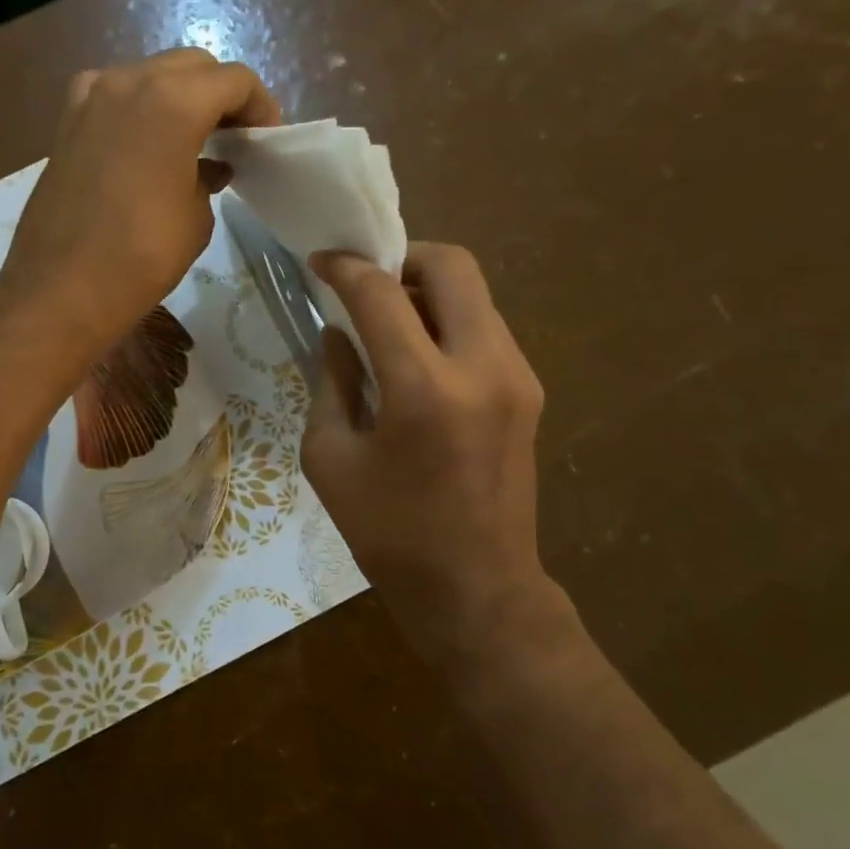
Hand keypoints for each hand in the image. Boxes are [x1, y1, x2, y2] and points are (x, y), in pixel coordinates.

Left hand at [0, 48, 281, 354]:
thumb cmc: (143, 256)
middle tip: (234, 136)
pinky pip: (114, 96)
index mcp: (173, 100)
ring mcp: (91, 96)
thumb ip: (208, 177)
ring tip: (193, 140)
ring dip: (179, 97)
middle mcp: (129, 81)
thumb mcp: (196, 217)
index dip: (259, 105)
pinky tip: (146, 145)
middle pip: (191, 67)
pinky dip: (139, 109)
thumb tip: (209, 167)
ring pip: (150, 75)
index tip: (265, 137)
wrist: (61, 287)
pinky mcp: (66, 121)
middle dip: (220, 94)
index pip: (233, 79)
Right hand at [302, 243, 576, 669]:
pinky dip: (449, 321)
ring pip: (475, 294)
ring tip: (390, 323)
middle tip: (367, 284)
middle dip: (403, 258)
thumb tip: (338, 334)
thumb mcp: (331, 458)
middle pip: (452, 266)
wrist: (476, 591)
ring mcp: (517, 377)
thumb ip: (332, 382)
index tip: (320, 263)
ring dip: (429, 290)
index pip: (381, 293)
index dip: (345, 267)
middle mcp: (483, 367)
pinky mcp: (529, 392)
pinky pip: (486, 328)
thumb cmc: (389, 534)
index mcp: (424, 389)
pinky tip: (420, 358)